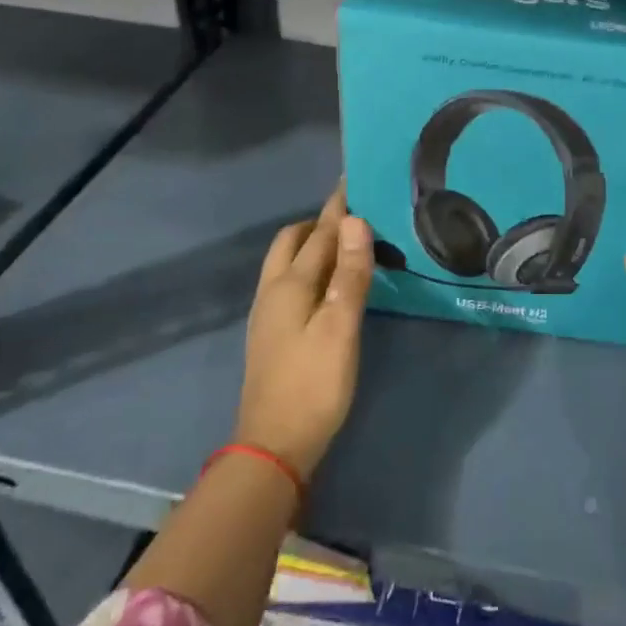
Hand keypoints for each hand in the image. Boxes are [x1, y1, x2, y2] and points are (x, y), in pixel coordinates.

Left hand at [235, 185, 373, 478]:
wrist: (273, 447)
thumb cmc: (313, 385)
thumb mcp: (340, 328)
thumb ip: (349, 274)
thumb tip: (355, 221)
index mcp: (290, 284)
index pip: (320, 232)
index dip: (339, 206)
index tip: (357, 179)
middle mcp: (273, 291)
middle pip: (293, 241)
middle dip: (321, 221)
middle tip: (357, 214)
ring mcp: (268, 313)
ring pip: (288, 262)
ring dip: (314, 244)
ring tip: (350, 244)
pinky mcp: (273, 333)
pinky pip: (291, 281)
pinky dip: (311, 268)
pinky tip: (332, 283)